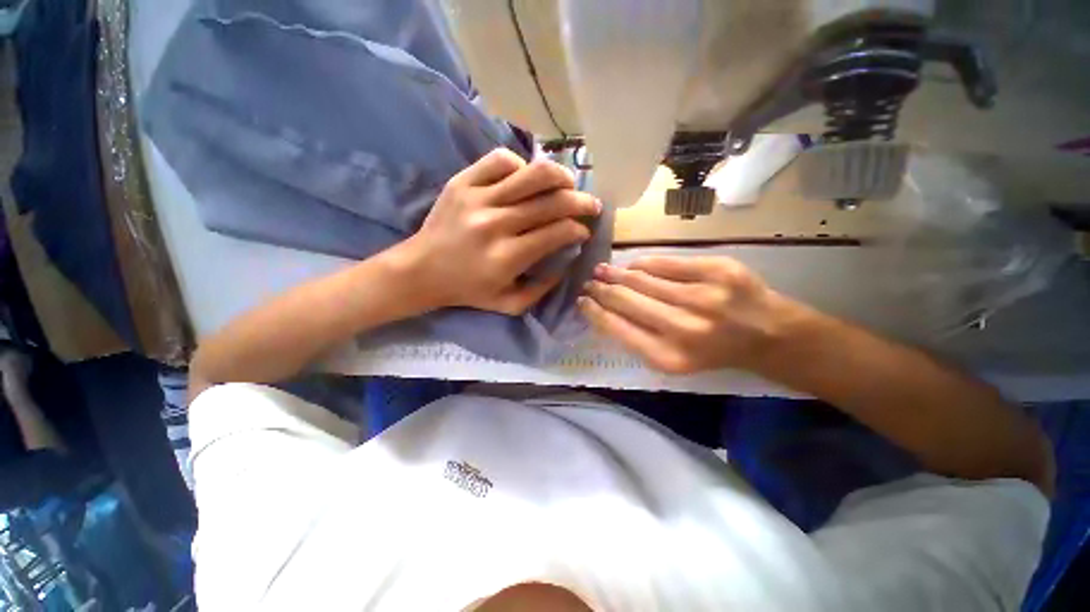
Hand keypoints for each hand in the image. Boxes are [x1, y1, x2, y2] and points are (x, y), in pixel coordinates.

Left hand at [401, 148, 599, 314]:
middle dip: (580, 202)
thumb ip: (542, 290)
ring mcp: (477, 198)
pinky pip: (500, 161)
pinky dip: (520, 165)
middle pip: (551, 202)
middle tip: (590, 204)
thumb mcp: (509, 304)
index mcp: (507, 257)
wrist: (421, 270)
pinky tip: (524, 179)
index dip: (578, 230)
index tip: (584, 231)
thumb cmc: (467, 290)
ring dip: (559, 176)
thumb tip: (566, 261)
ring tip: (568, 182)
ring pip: (532, 174)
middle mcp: (496, 224)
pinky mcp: (462, 182)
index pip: (557, 233)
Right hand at [579, 256, 806, 373]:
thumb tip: (605, 307)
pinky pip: (667, 263)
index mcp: (669, 356)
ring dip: (617, 274)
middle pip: (626, 300)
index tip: (581, 301)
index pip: (617, 328)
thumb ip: (638, 336)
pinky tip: (633, 265)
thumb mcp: (674, 358)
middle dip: (601, 290)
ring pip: (643, 279)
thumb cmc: (714, 352)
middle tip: (589, 282)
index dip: (594, 312)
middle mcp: (684, 328)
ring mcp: (703, 297)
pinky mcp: (718, 271)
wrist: (769, 335)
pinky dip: (644, 263)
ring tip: (603, 270)